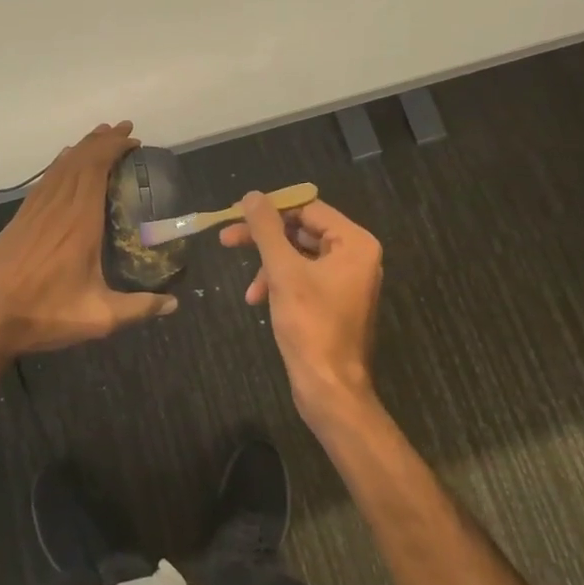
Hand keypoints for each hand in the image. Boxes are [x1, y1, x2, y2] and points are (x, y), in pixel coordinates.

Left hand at [0, 122, 177, 356]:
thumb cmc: (46, 314)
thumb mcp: (99, 317)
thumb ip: (139, 308)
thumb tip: (173, 303)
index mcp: (79, 222)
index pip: (96, 169)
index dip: (114, 148)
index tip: (133, 141)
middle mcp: (57, 207)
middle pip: (80, 160)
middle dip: (103, 140)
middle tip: (124, 129)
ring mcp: (35, 210)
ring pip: (60, 166)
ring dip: (82, 147)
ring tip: (100, 137)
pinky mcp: (20, 219)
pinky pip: (44, 180)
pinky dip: (60, 164)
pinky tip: (65, 163)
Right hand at [222, 192, 382, 424]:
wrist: (329, 388)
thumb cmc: (310, 325)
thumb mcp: (283, 272)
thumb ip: (266, 230)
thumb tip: (252, 196)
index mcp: (355, 243)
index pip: (308, 209)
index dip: (271, 209)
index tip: (236, 213)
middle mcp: (356, 256)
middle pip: (302, 231)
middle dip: (264, 239)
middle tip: (227, 239)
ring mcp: (347, 280)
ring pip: (299, 256)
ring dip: (269, 266)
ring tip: (248, 288)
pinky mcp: (335, 301)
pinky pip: (304, 277)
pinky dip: (280, 283)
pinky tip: (258, 300)